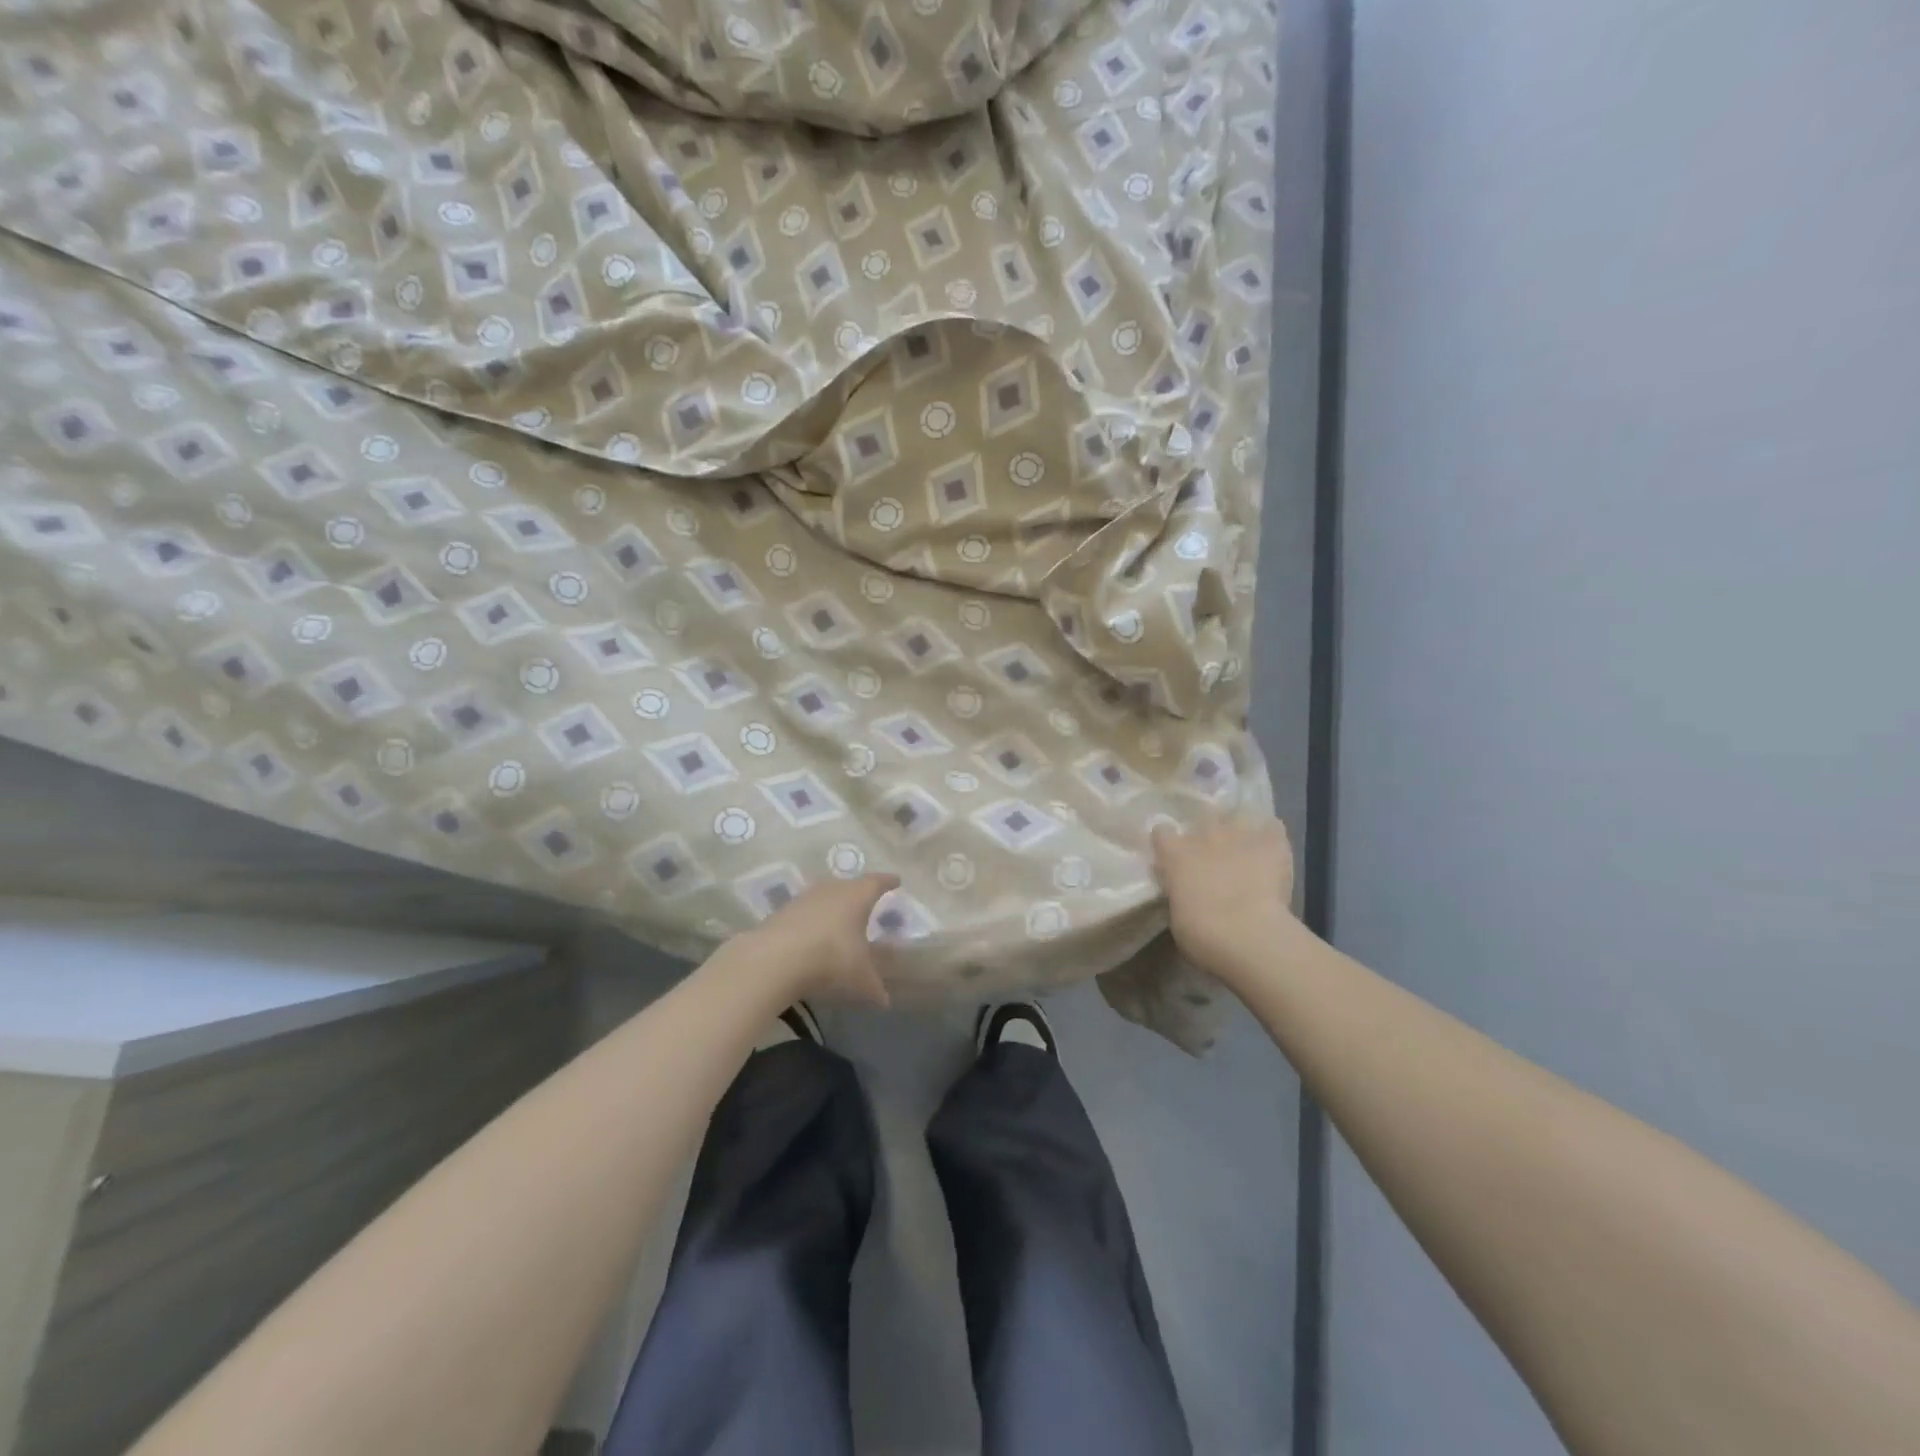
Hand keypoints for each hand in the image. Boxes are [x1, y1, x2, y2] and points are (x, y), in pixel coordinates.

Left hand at [744, 874, 899, 1006]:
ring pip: (825, 895)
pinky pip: (806, 910)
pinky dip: (813, 919)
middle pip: (850, 885)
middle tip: (867, 901)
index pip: (878, 882)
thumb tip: (885, 1001)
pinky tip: (813, 933)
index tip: (896, 881)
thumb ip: (874, 987)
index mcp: (858, 896)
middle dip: (859, 892)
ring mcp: (805, 897)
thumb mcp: (860, 978)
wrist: (776, 958)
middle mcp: (833, 889)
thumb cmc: (831, 958)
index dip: (888, 882)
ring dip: (833, 905)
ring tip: (840, 917)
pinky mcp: (783, 910)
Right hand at [1151, 817, 1298, 982]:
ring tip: (1246, 846)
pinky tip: (1273, 850)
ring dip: (1240, 829)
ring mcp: (1239, 834)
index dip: (1168, 843)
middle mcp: (1205, 835)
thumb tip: (1186, 891)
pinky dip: (1271, 835)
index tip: (1173, 857)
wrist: (1247, 934)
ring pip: (1239, 815)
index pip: (1162, 832)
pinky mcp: (1272, 842)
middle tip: (1214, 855)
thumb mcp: (1177, 916)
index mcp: (1175, 854)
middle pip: (1203, 818)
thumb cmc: (1201, 934)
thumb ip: (1180, 894)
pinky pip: (1273, 826)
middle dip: (1208, 833)